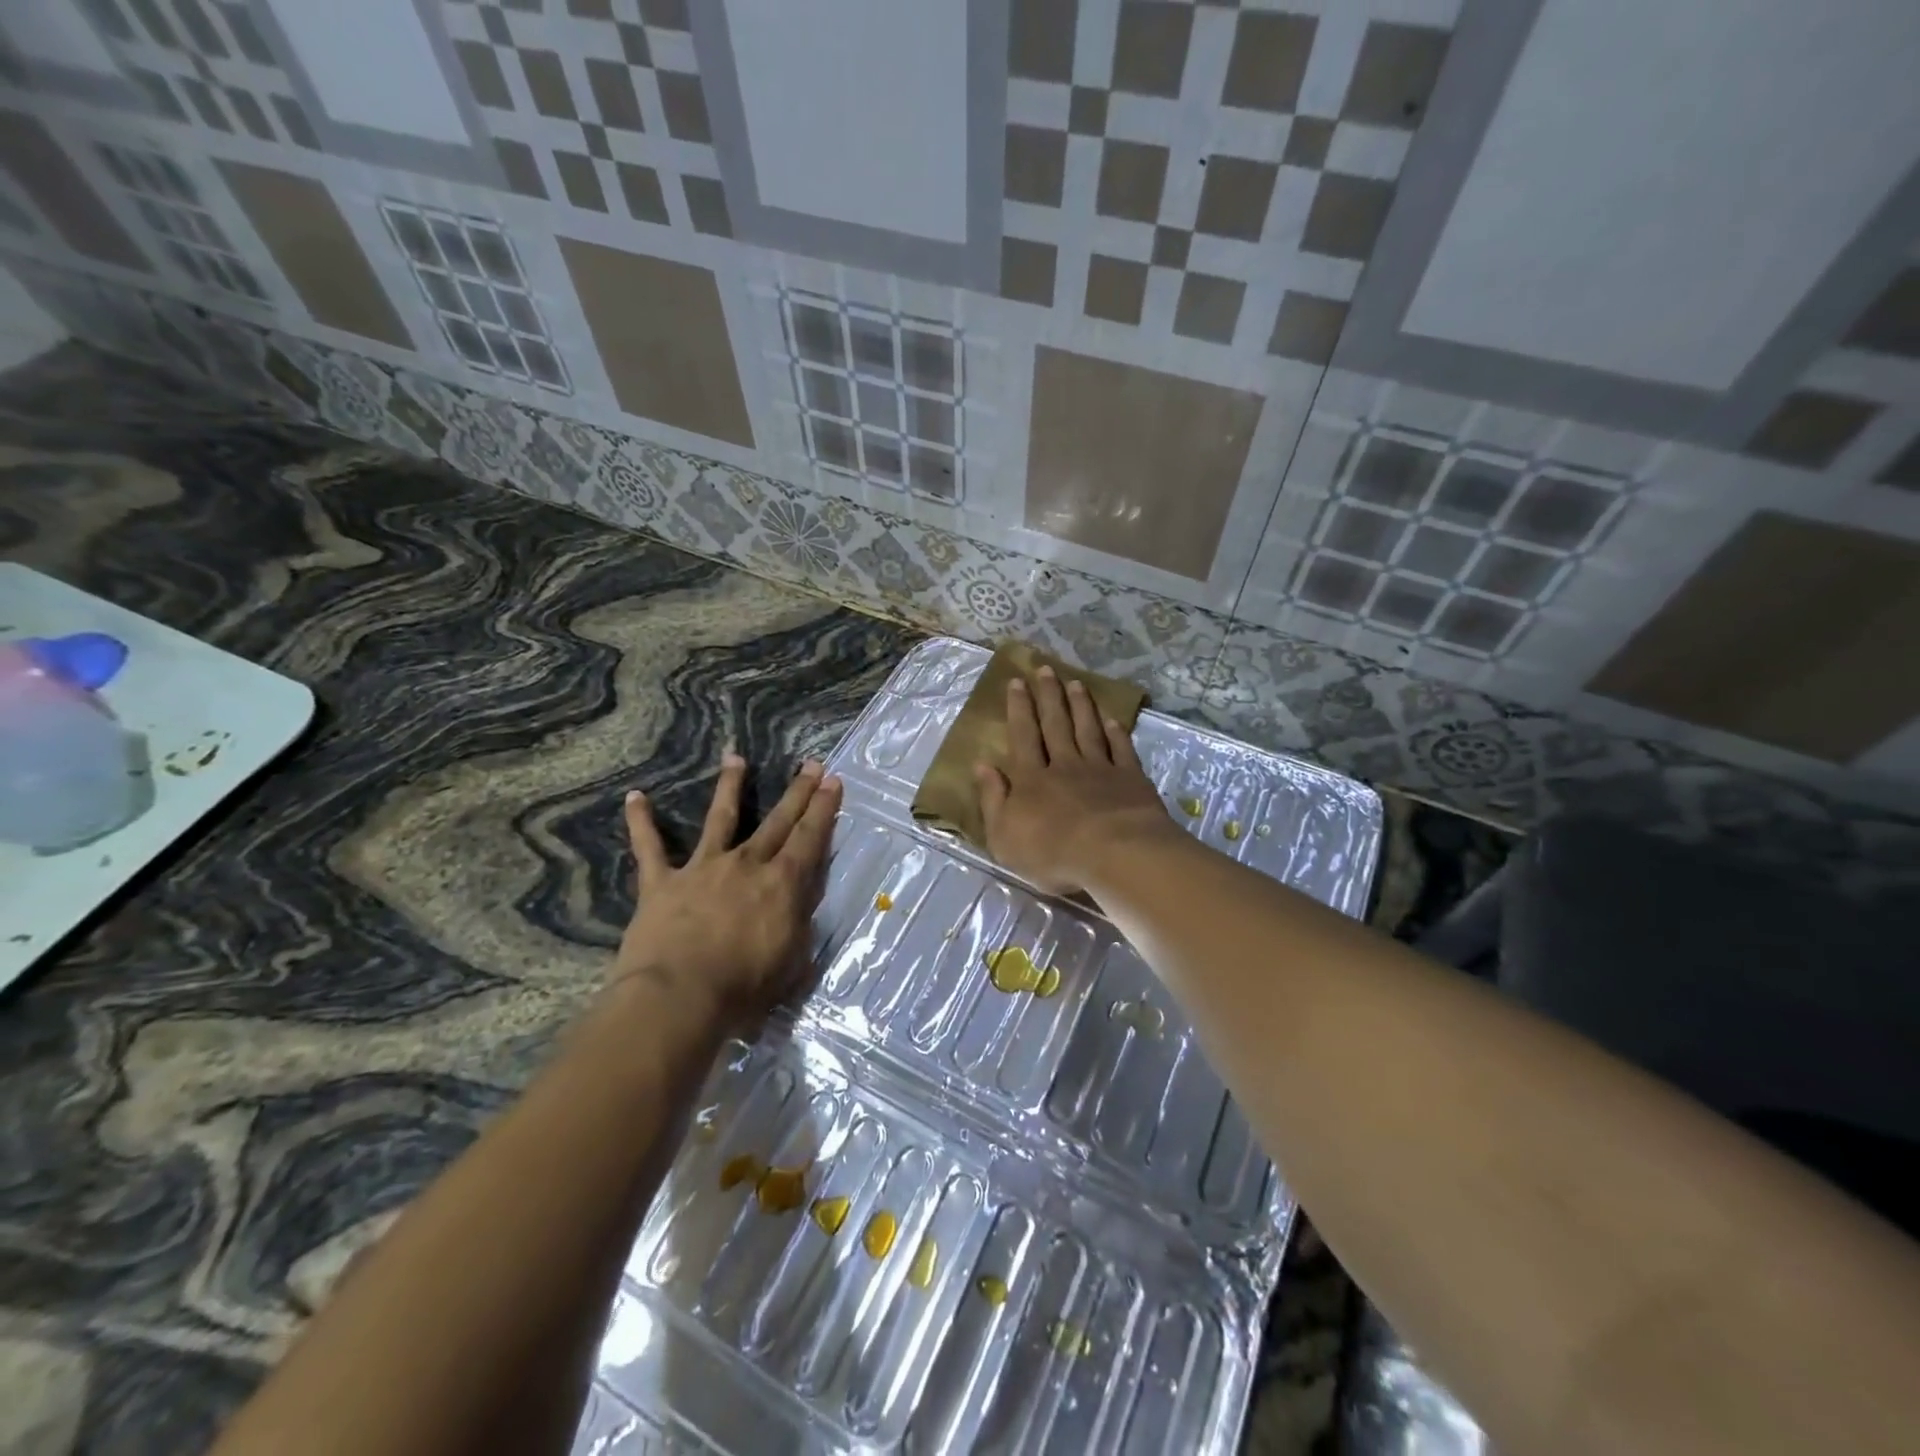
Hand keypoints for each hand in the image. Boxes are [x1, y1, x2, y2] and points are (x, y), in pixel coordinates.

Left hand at [614, 753, 842, 1027]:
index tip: (833, 780)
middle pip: (777, 821)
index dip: (823, 809)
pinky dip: (641, 822)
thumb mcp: (792, 962)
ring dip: (730, 787)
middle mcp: (746, 864)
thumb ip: (799, 927)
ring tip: (735, 757)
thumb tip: (802, 906)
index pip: (810, 838)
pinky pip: (649, 848)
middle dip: (797, 792)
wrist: (679, 997)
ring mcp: (702, 868)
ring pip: (720, 819)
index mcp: (781, 884)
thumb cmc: (744, 989)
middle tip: (810, 764)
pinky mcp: (662, 882)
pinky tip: (635, 797)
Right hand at [973, 666, 1176, 894]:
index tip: (1016, 682)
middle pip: (1055, 724)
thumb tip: (982, 765)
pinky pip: (1121, 749)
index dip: (1019, 708)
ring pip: (1087, 730)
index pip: (1023, 736)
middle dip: (1048, 696)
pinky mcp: (1130, 779)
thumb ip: (993, 799)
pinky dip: (1116, 732)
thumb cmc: (1053, 853)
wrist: (1115, 854)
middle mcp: (1064, 765)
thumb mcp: (1004, 835)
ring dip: (1080, 706)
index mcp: (1031, 779)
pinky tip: (1112, 718)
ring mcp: (1100, 769)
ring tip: (1075, 683)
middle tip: (1045, 669)